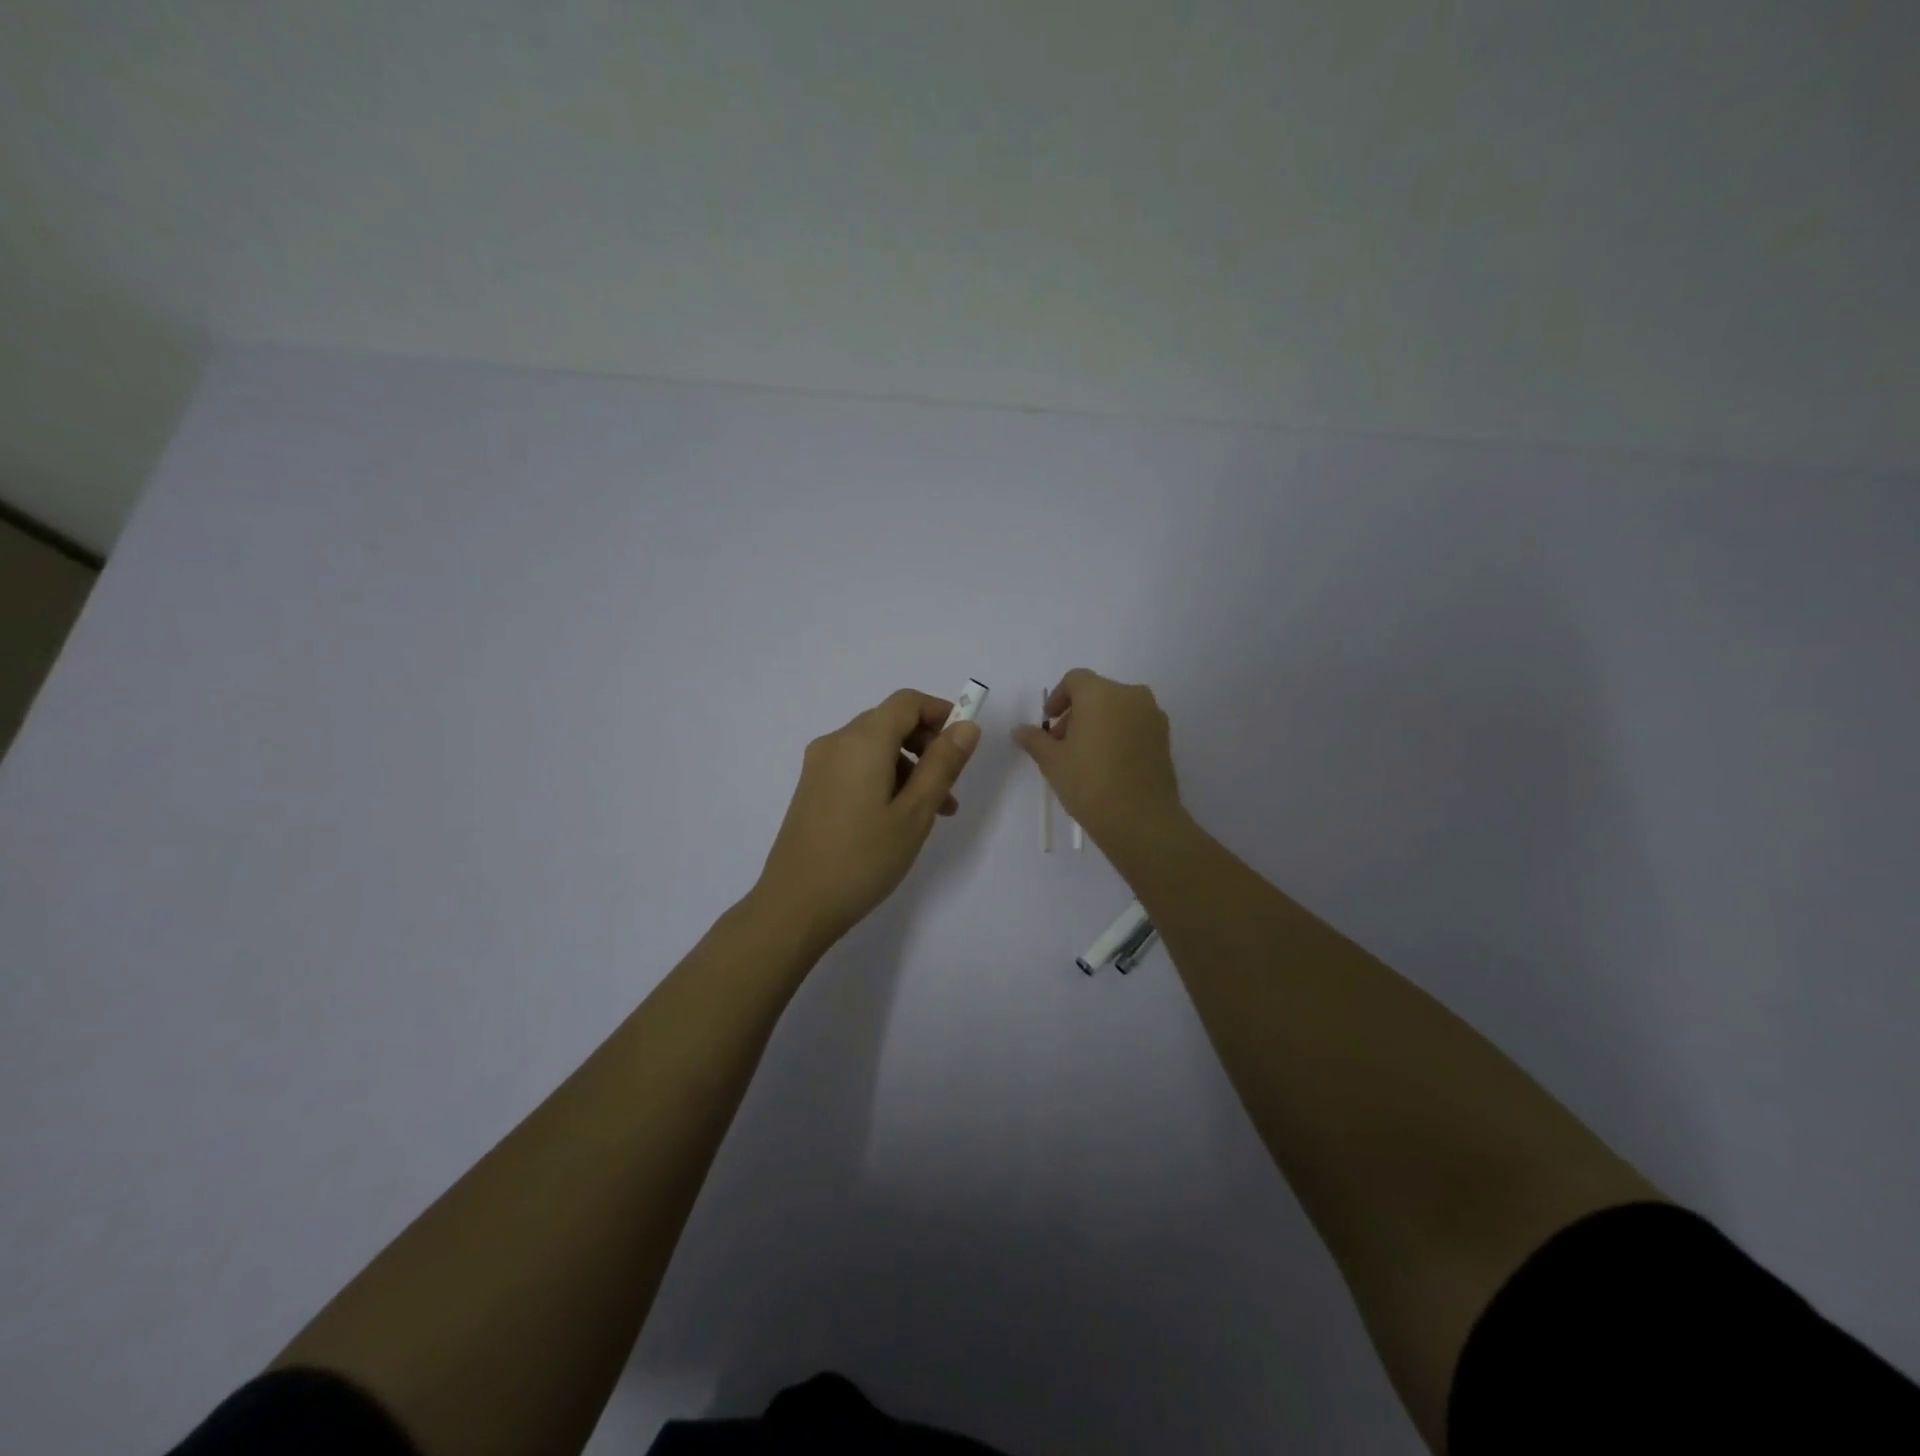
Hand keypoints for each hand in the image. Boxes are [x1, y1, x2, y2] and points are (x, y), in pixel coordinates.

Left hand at [754, 689, 981, 950]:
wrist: (796, 904)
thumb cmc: (863, 858)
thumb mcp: (915, 813)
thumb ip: (942, 765)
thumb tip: (966, 726)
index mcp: (862, 741)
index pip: (906, 702)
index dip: (940, 712)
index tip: (964, 743)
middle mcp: (836, 742)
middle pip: (890, 722)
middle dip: (927, 746)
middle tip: (951, 787)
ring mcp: (819, 765)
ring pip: (874, 748)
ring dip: (909, 767)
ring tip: (932, 813)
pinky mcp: (812, 788)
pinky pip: (856, 767)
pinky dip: (884, 778)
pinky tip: (897, 818)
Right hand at [1012, 668, 1183, 854]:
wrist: (1140, 819)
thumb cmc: (1089, 783)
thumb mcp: (1052, 761)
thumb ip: (1035, 739)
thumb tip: (1019, 729)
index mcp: (1100, 693)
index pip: (1075, 680)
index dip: (1058, 697)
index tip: (1049, 722)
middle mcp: (1131, 695)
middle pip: (1098, 693)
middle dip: (1077, 712)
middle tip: (1063, 743)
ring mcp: (1152, 716)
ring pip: (1118, 708)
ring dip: (1099, 722)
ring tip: (1086, 756)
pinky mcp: (1165, 737)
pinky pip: (1136, 724)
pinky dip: (1119, 733)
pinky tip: (1109, 763)